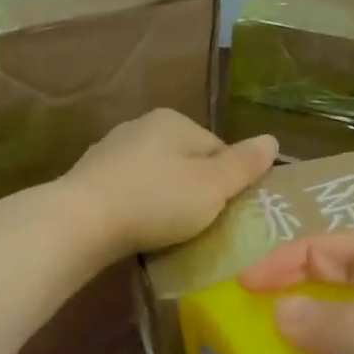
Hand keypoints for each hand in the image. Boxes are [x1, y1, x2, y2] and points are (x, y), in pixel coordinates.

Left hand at [58, 110, 277, 259]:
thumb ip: (244, 164)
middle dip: (196, 191)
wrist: (80, 222)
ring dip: (166, 201)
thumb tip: (273, 139)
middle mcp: (141, 126)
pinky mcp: (91, 179)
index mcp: (174, 121)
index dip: (228, 182)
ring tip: (169, 232)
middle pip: (186, 162)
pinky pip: (130, 192)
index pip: (218, 148)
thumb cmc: (155, 201)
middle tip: (200, 226)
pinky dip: (140, 209)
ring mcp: (111, 152)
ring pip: (156, 177)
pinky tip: (139, 230)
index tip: (226, 213)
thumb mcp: (212, 186)